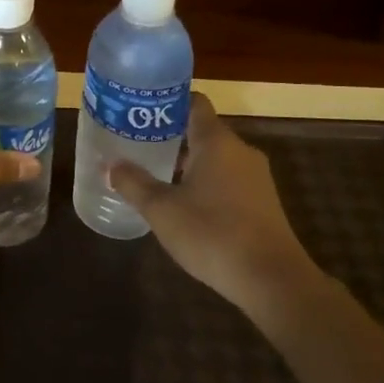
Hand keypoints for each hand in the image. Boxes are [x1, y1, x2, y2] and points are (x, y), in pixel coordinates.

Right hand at [108, 93, 319, 318]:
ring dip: (187, 164)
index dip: (167, 102)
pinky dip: (205, 184)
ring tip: (154, 176)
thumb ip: (133, 183)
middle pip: (202, 131)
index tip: (141, 111)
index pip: (194, 103)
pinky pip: (228, 180)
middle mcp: (240, 151)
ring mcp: (256, 177)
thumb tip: (112, 165)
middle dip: (170, 137)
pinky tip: (184, 206)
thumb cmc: (212, 234)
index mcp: (216, 141)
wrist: (271, 280)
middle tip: (137, 146)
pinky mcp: (262, 203)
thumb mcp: (161, 210)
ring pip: (215, 158)